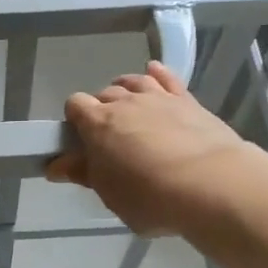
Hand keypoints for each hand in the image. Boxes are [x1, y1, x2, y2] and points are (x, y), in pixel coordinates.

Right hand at [45, 61, 257, 236]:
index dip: (74, 119)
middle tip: (108, 136)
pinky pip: (167, 78)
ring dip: (125, 90)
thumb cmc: (150, 196)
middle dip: (101, 109)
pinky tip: (153, 72)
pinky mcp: (187, 100)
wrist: (211, 183)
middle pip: (104, 94)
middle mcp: (125, 102)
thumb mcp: (110, 193)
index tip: (80, 140)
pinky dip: (156, 74)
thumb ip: (84, 174)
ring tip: (127, 104)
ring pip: (134, 82)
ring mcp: (158, 98)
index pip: (75, 105)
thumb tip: (55, 166)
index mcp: (98, 123)